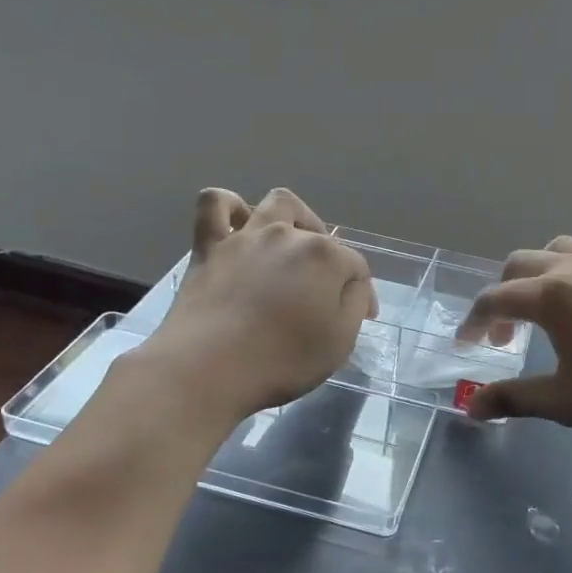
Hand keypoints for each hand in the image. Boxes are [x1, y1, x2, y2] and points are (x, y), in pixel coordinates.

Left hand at [145, 188, 375, 423]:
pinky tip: (238, 223)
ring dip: (294, 218)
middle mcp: (288, 235)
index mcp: (326, 257)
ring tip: (294, 244)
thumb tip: (353, 286)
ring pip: (276, 204)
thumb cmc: (282, 360)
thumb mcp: (340, 342)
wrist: (208, 368)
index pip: (356, 267)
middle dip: (332, 260)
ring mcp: (246, 236)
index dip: (363, 293)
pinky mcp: (209, 246)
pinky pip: (215, 205)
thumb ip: (353, 305)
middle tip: (327, 293)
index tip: (363, 319)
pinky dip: (229, 207)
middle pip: (320, 237)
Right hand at [459, 237, 571, 443]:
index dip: (472, 323)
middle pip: (519, 265)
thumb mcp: (562, 401)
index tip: (464, 347)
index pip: (495, 300)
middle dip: (502, 297)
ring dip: (536, 275)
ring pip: (557, 251)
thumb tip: (470, 409)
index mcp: (550, 295)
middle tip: (504, 338)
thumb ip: (511, 399)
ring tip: (540, 309)